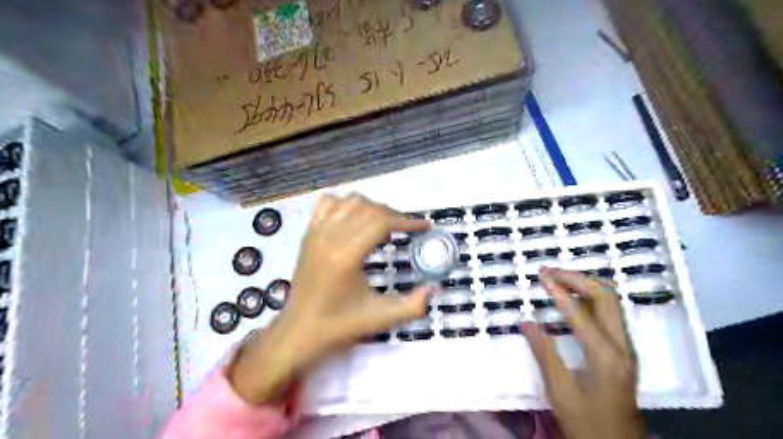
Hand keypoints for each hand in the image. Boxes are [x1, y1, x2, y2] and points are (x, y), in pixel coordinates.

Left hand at [230, 193, 434, 403]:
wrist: (299, 331)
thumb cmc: (339, 325)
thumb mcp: (380, 318)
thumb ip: (413, 305)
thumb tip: (435, 288)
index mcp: (345, 256)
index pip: (381, 222)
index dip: (407, 221)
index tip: (424, 226)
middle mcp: (329, 237)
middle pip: (369, 209)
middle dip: (394, 215)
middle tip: (407, 229)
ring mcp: (315, 232)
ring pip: (350, 201)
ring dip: (373, 207)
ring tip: (385, 225)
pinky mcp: (308, 233)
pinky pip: (328, 203)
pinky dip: (346, 203)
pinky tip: (355, 217)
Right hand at [523, 267, 645, 438]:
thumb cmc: (586, 423)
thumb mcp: (560, 392)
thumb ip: (543, 353)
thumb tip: (525, 322)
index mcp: (606, 357)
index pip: (581, 313)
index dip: (559, 291)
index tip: (541, 275)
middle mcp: (622, 346)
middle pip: (606, 297)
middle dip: (578, 278)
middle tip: (551, 272)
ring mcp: (626, 348)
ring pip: (612, 303)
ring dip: (586, 285)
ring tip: (559, 279)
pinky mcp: (623, 352)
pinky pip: (610, 314)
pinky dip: (591, 299)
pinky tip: (574, 299)